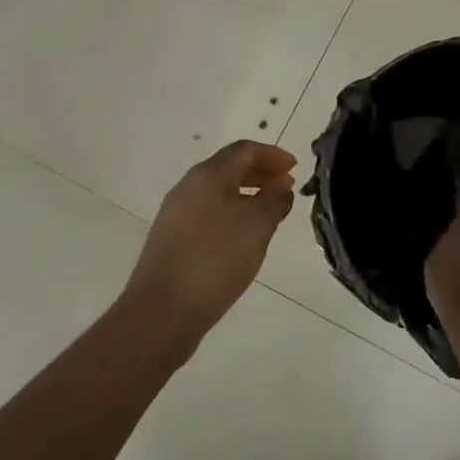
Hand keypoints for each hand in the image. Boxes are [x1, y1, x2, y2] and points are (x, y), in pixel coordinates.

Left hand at [124, 140, 297, 341]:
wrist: (163, 309)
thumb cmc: (216, 258)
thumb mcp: (257, 226)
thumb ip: (274, 200)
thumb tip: (280, 185)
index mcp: (208, 174)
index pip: (244, 150)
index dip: (272, 155)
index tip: (295, 167)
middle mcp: (188, 186)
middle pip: (229, 168)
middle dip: (260, 173)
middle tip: (286, 187)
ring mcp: (176, 213)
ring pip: (218, 192)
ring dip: (246, 194)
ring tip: (270, 213)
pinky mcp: (172, 238)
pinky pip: (208, 213)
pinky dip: (231, 213)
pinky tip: (243, 237)